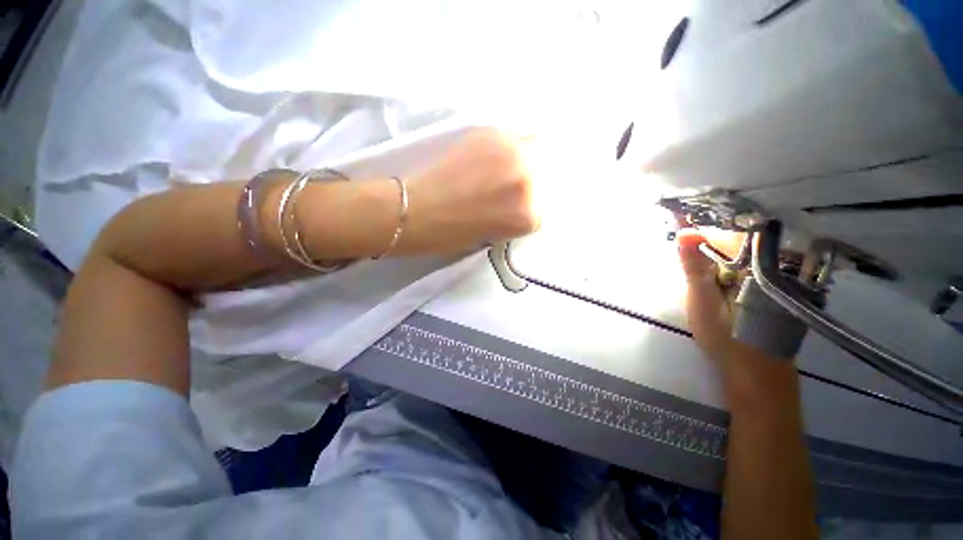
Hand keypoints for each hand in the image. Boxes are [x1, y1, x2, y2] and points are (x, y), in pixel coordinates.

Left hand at [399, 128, 539, 253]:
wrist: (414, 211)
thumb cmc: (450, 235)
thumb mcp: (493, 236)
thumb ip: (514, 218)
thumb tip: (520, 202)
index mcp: (526, 216)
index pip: (538, 212)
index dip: (522, 212)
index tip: (509, 211)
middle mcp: (526, 181)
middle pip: (539, 178)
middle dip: (524, 186)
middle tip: (501, 189)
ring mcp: (510, 152)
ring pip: (528, 154)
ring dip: (515, 163)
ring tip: (493, 171)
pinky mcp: (490, 133)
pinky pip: (508, 139)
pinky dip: (501, 149)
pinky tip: (485, 158)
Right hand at [678, 228, 799, 406]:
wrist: (756, 372)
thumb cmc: (726, 337)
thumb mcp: (702, 300)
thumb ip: (693, 266)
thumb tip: (683, 234)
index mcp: (757, 266)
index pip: (725, 236)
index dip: (699, 235)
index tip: (679, 239)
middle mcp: (775, 266)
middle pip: (736, 242)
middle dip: (708, 247)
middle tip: (688, 258)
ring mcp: (781, 277)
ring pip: (743, 254)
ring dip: (718, 257)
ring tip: (700, 270)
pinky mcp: (778, 287)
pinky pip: (750, 266)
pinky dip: (730, 267)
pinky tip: (720, 280)